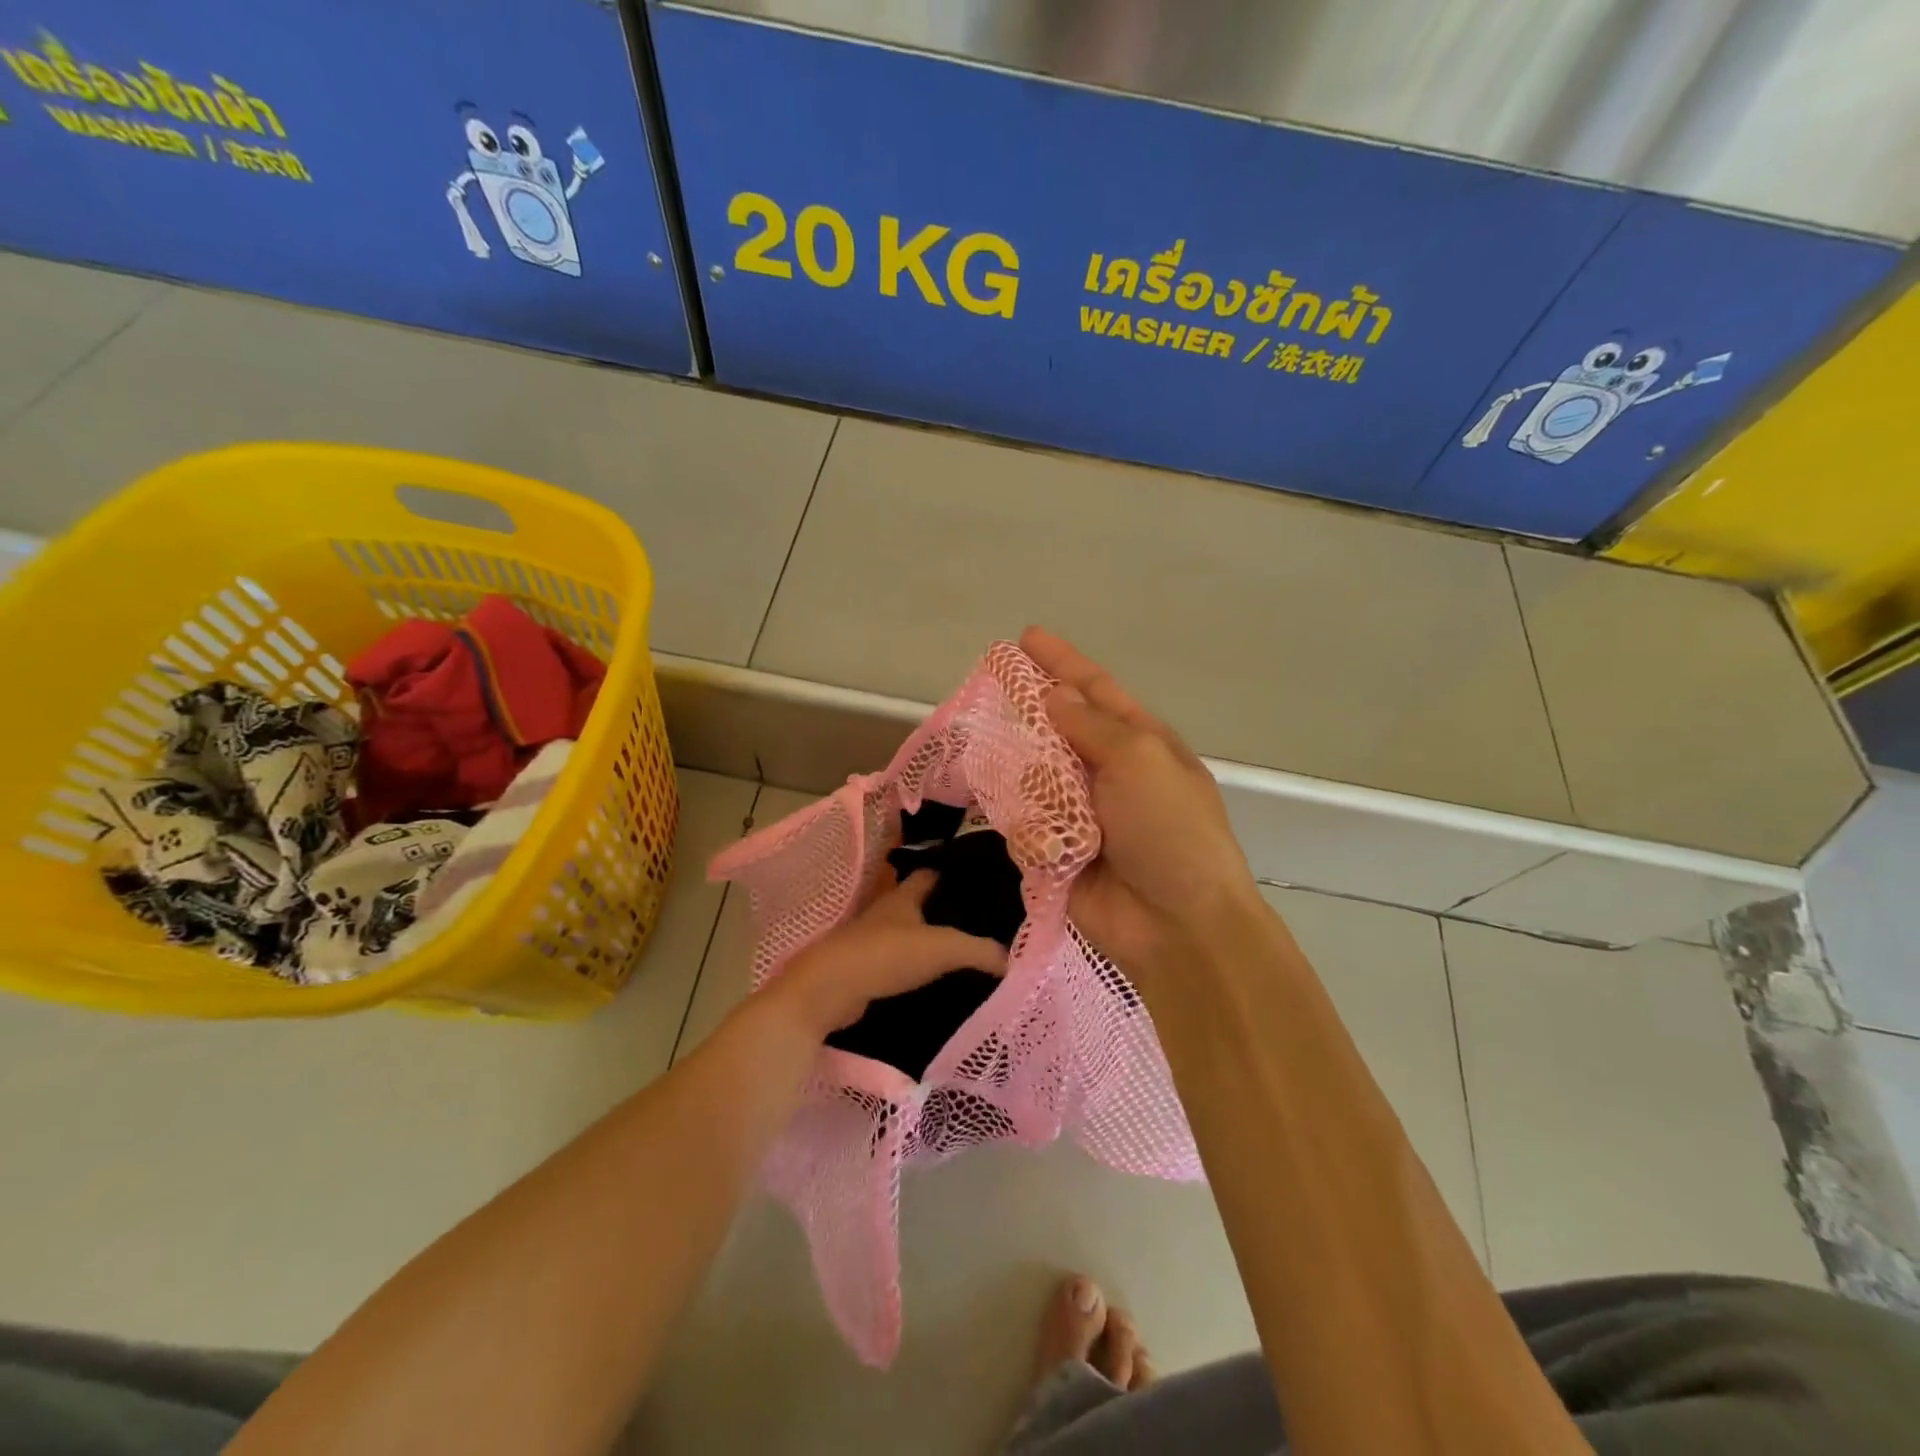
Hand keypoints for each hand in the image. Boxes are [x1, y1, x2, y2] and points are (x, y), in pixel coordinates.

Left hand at [775, 870, 1007, 1039]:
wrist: (830, 990)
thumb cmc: (886, 955)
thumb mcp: (942, 948)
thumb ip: (979, 950)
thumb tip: (1011, 959)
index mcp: (903, 896)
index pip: (930, 873)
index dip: (952, 872)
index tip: (978, 879)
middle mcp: (886, 911)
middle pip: (918, 902)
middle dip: (943, 907)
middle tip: (979, 917)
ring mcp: (872, 940)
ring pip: (907, 932)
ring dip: (928, 937)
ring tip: (962, 948)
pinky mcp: (864, 968)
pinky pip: (897, 961)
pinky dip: (914, 965)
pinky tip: (935, 978)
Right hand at [1020, 627, 1262, 996]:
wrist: (1177, 925)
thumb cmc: (1169, 830)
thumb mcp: (1140, 760)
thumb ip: (1091, 725)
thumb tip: (1052, 696)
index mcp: (1141, 744)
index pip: (1096, 689)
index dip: (1062, 661)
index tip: (1025, 636)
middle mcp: (1110, 773)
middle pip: (1058, 729)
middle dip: (1027, 710)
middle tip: (988, 688)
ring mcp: (1082, 813)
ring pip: (1034, 773)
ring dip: (1017, 763)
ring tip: (992, 750)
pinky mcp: (1058, 851)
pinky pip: (1025, 821)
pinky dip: (1019, 815)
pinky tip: (1008, 809)